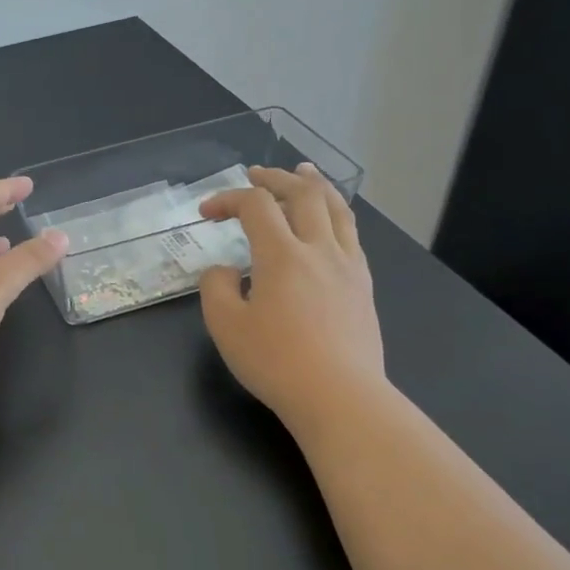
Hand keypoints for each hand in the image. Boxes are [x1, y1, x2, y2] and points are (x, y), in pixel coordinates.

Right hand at [197, 164, 385, 424]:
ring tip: (304, 172)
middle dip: (275, 178)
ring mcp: (348, 265)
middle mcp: (319, 249)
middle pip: (303, 193)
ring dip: (315, 184)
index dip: (227, 199)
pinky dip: (335, 213)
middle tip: (255, 174)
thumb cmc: (276, 362)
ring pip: (336, 208)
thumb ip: (217, 287)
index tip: (206, 213)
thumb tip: (225, 270)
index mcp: (282, 255)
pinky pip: (351, 234)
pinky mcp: (363, 285)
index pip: (255, 206)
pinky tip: (329, 221)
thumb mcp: (226, 325)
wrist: (340, 397)